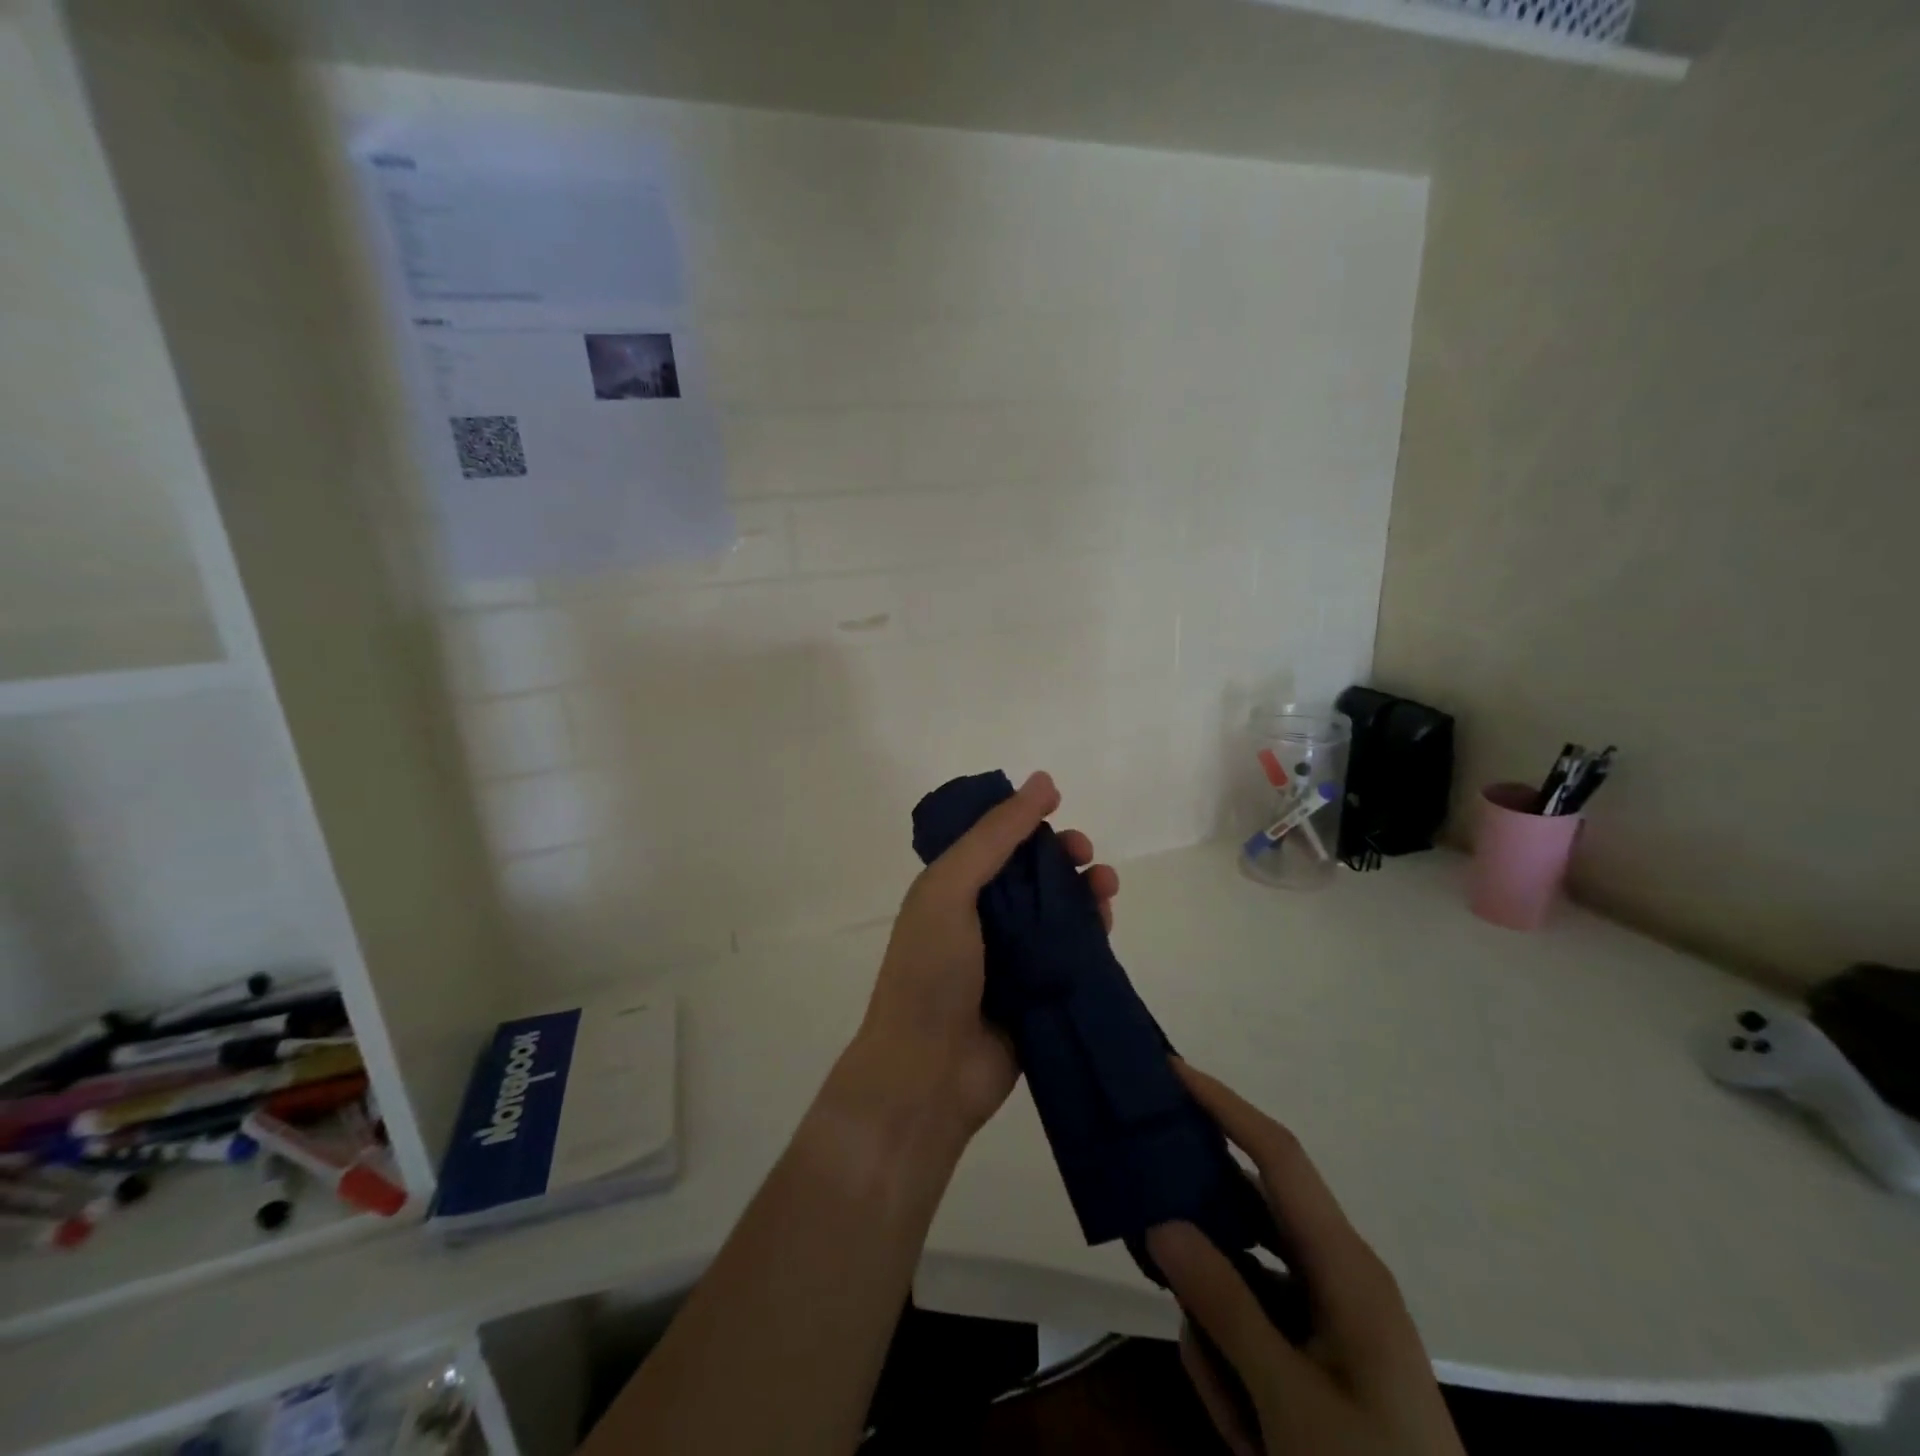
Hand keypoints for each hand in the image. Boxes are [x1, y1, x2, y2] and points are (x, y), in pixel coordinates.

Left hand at [845, 771, 1119, 1142]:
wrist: (928, 1075)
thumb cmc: (931, 972)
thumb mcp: (951, 889)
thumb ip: (995, 836)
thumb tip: (1044, 780)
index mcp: (952, 889)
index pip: (994, 842)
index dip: (1026, 823)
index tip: (1057, 812)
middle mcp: (981, 919)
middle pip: (1031, 875)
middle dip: (1062, 856)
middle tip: (1085, 855)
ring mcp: (1011, 958)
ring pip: (1057, 911)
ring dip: (1084, 891)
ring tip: (1106, 886)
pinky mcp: (1038, 993)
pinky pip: (1071, 953)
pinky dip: (1091, 932)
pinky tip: (1107, 921)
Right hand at [1148, 1063, 1464, 1455]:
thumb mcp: (1291, 1403)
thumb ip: (1224, 1305)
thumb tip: (1161, 1221)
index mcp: (1345, 1265)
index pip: (1277, 1154)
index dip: (1225, 1105)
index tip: (1172, 1071)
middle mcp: (1338, 1273)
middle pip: (1249, 1218)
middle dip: (1201, 1238)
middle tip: (1147, 1238)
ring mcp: (1330, 1316)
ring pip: (1244, 1283)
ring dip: (1221, 1336)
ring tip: (1235, 1417)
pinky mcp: (1322, 1353)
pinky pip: (1257, 1327)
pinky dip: (1237, 1368)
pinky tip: (1246, 1432)